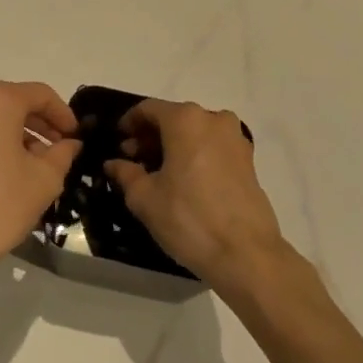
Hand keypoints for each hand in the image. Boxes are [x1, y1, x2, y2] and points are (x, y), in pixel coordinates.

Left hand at [0, 81, 79, 295]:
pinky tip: (9, 167)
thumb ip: (63, 153)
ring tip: (37, 161)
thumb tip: (69, 143)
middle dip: (40, 123)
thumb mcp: (45, 180)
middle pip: (15, 101)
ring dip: (18, 132)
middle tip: (60, 148)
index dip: (63, 114)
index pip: (41, 94)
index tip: (76, 136)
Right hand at [104, 99, 288, 290]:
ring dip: (173, 146)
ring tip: (158, 175)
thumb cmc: (189, 218)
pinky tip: (184, 183)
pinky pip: (213, 147)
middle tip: (133, 162)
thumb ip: (125, 174)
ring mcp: (235, 139)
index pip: (148, 109)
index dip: (129, 123)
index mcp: (186, 120)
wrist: (246, 254)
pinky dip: (195, 155)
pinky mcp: (249, 161)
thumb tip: (114, 163)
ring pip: (195, 133)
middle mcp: (213, 119)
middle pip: (174, 118)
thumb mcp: (145, 198)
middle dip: (151, 137)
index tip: (118, 142)